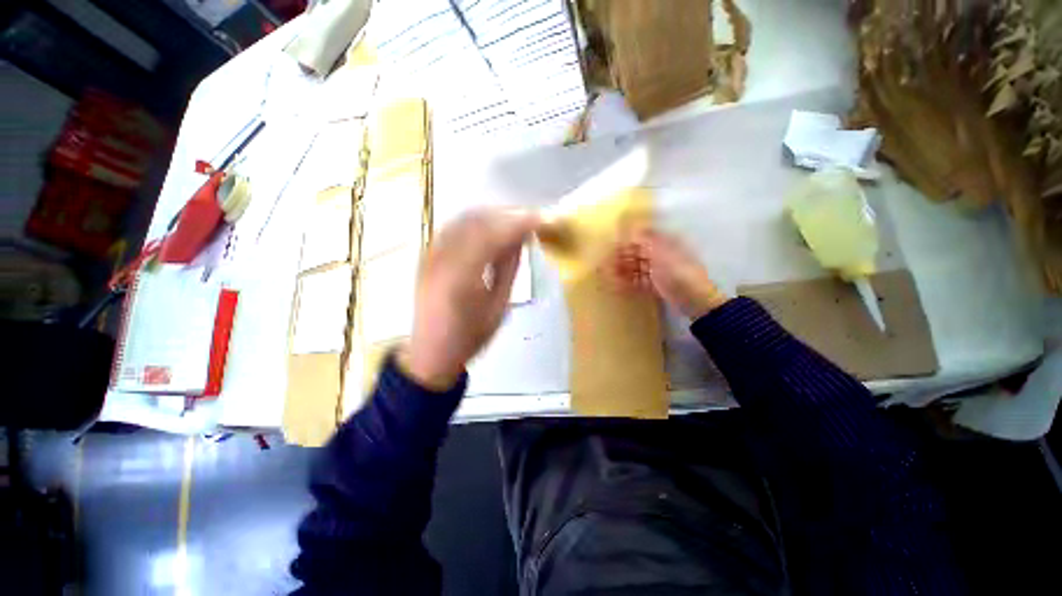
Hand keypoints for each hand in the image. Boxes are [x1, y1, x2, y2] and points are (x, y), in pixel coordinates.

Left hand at [404, 208, 538, 389]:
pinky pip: (453, 228)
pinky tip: (488, 229)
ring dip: (491, 216)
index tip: (541, 219)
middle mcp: (443, 259)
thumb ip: (508, 269)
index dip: (520, 223)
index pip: (494, 235)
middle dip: (507, 215)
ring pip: (463, 220)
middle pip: (477, 221)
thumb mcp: (498, 307)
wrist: (430, 352)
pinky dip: (474, 222)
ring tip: (513, 223)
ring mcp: (431, 255)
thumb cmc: (469, 337)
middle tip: (530, 220)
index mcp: (463, 277)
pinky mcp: (427, 256)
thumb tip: (520, 240)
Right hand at [608, 229, 728, 319]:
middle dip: (622, 256)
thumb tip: (632, 227)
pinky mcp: (655, 285)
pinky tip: (615, 283)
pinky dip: (627, 281)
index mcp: (666, 243)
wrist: (694, 299)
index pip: (644, 237)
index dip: (628, 239)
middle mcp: (661, 255)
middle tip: (605, 261)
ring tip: (606, 273)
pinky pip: (638, 281)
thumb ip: (645, 240)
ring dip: (622, 269)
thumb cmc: (679, 271)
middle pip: (638, 253)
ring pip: (636, 267)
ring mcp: (658, 271)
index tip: (612, 243)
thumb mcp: (661, 252)